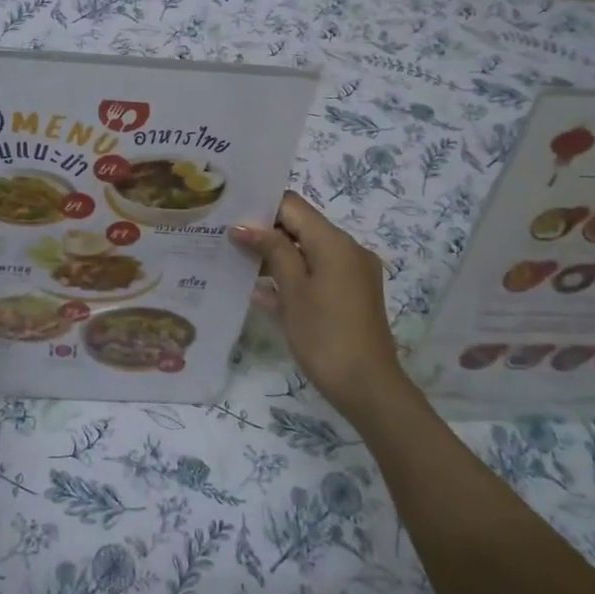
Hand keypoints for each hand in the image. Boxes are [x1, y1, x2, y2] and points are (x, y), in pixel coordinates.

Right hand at [229, 192, 413, 426]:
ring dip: (276, 257)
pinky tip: (261, 292)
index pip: (293, 206)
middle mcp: (348, 250)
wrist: (368, 388)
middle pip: (301, 227)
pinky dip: (293, 277)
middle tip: (226, 240)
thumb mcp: (293, 291)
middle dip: (265, 233)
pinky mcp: (351, 296)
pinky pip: (317, 274)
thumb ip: (271, 251)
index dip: (261, 207)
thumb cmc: (325, 335)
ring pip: (308, 253)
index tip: (229, 216)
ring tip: (236, 264)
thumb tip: (243, 226)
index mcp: (334, 242)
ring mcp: (352, 274)